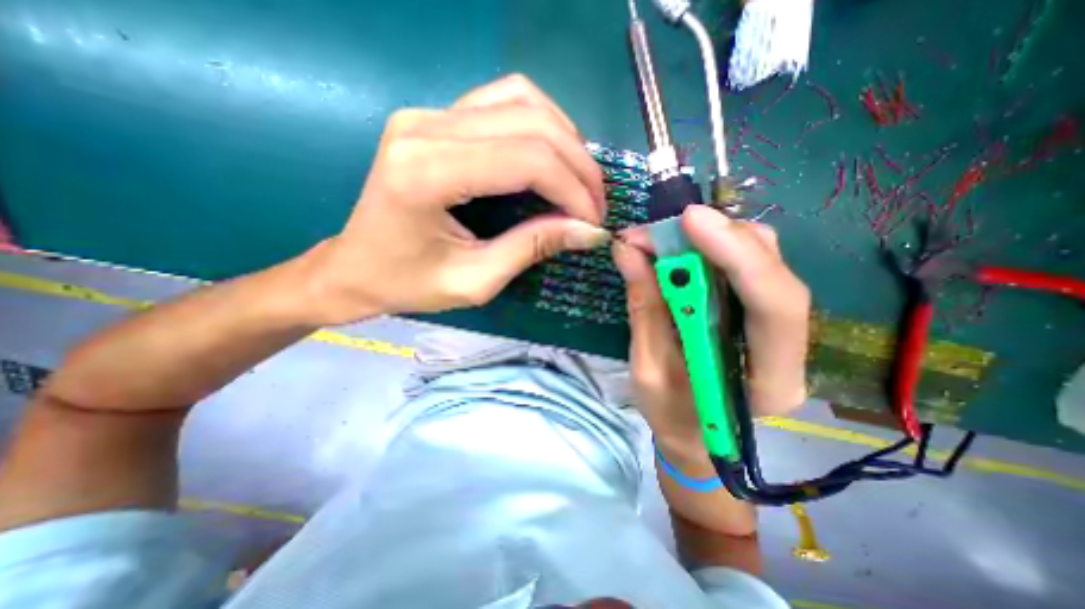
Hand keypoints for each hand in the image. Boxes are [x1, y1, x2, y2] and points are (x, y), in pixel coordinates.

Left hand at [302, 76, 608, 325]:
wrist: (355, 268)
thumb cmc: (407, 284)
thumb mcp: (475, 280)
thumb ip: (532, 247)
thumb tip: (588, 231)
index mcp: (426, 173)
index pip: (526, 159)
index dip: (573, 189)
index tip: (593, 222)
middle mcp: (425, 127)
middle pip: (531, 123)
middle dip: (578, 166)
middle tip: (595, 206)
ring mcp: (428, 114)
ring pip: (523, 100)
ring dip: (565, 140)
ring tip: (580, 182)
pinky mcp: (435, 118)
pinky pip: (504, 101)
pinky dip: (541, 126)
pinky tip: (553, 158)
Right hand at [613, 208, 808, 449]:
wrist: (693, 435)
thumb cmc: (671, 416)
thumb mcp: (647, 369)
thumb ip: (644, 309)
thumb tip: (627, 251)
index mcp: (770, 380)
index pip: (774, 305)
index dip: (736, 254)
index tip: (689, 221)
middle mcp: (788, 348)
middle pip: (772, 271)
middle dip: (717, 238)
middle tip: (661, 228)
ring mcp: (777, 326)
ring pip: (762, 260)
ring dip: (712, 239)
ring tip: (662, 238)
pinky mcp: (756, 312)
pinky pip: (744, 266)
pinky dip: (710, 249)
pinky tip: (679, 249)